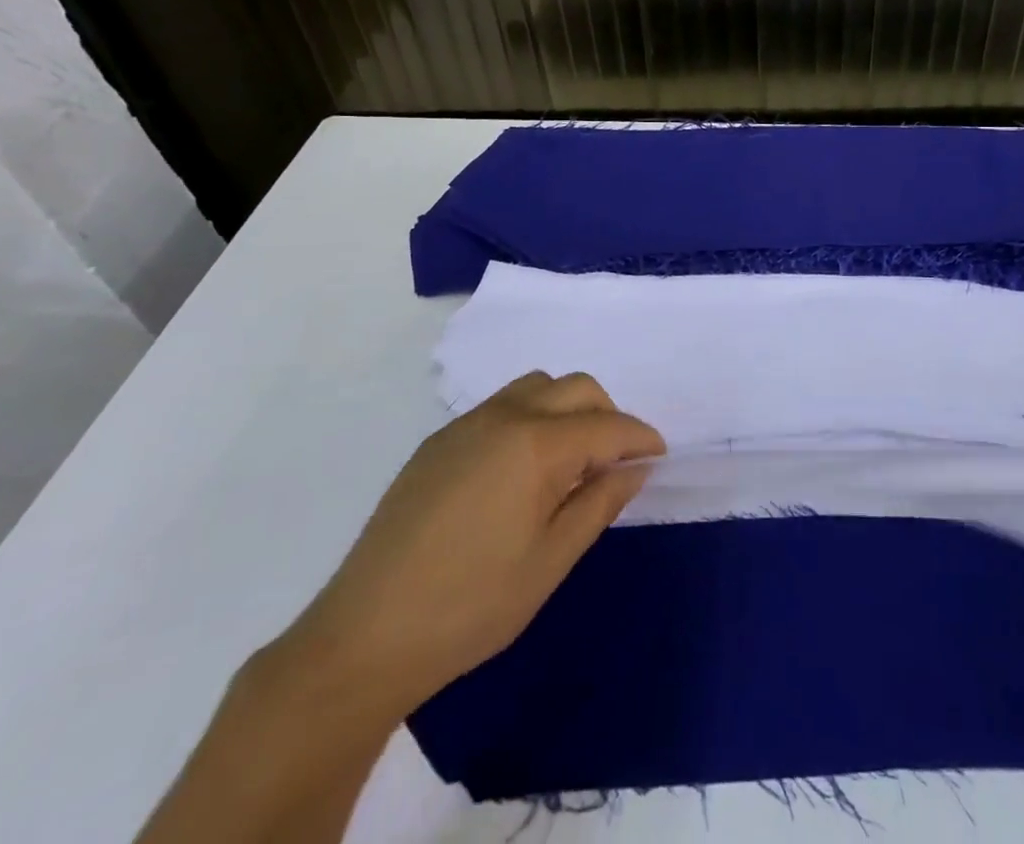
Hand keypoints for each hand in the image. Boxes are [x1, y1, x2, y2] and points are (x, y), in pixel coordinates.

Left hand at [281, 371, 662, 719]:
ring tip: (570, 460)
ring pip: (536, 387)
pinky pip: (501, 407)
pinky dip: (531, 418)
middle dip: (607, 414)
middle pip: (575, 387)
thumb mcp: (550, 561)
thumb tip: (635, 468)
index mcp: (536, 444)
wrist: (364, 637)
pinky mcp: (438, 442)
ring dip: (567, 409)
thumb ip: (599, 503)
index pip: (607, 426)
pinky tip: (521, 470)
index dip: (640, 438)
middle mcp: (504, 416)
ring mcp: (465, 424)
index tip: (659, 455)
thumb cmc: (471, 606)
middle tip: (616, 459)